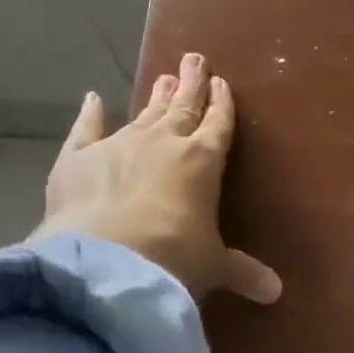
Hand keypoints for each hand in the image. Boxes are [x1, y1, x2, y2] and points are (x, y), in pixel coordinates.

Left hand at [36, 52, 281, 303]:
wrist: (107, 262)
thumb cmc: (174, 260)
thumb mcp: (212, 267)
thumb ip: (242, 272)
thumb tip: (276, 293)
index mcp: (203, 161)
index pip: (218, 124)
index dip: (222, 104)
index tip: (223, 83)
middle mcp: (163, 142)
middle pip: (183, 107)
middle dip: (192, 84)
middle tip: (195, 59)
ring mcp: (118, 144)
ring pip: (144, 112)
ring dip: (156, 96)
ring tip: (165, 76)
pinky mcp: (77, 157)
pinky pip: (86, 129)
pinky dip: (90, 113)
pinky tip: (93, 98)